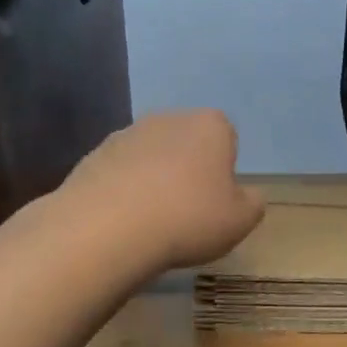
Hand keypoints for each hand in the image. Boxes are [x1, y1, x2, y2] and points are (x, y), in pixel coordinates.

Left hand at [60, 110, 264, 271]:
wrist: (107, 229)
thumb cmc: (188, 218)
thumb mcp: (240, 220)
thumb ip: (252, 203)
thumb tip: (247, 195)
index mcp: (210, 125)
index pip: (226, 137)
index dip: (224, 168)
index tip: (217, 198)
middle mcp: (168, 118)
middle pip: (187, 142)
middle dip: (188, 168)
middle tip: (188, 210)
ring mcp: (126, 134)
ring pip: (151, 155)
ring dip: (154, 178)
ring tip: (152, 220)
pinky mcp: (93, 155)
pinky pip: (120, 172)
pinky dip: (124, 190)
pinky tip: (124, 221)